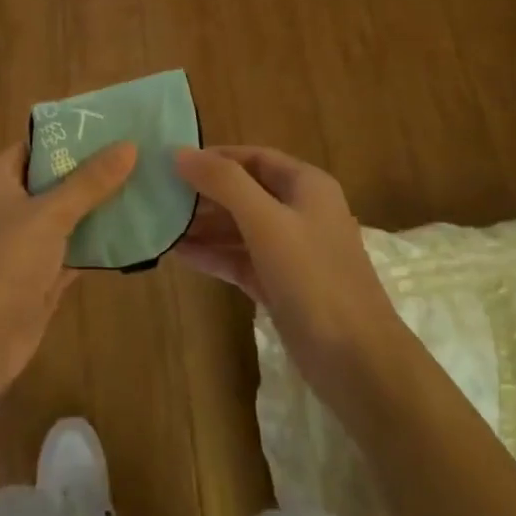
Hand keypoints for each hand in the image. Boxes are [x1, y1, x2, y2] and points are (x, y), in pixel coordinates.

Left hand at [0, 140, 137, 394]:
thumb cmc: (1, 263)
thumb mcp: (49, 215)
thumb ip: (90, 182)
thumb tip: (129, 145)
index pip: (37, 145)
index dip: (74, 136)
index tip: (117, 126)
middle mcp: (5, 206)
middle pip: (55, 180)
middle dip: (94, 173)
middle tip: (143, 156)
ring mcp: (20, 245)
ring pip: (66, 218)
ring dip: (99, 209)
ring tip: (147, 188)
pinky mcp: (36, 279)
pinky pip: (71, 251)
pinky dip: (96, 245)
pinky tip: (135, 234)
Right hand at [173, 146, 403, 401]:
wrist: (357, 361)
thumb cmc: (313, 278)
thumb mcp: (267, 222)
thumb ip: (224, 183)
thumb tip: (180, 153)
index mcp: (306, 185)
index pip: (254, 157)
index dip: (215, 157)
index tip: (172, 161)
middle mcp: (300, 211)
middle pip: (244, 191)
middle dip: (204, 193)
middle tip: (158, 194)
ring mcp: (291, 251)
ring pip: (239, 227)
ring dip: (203, 225)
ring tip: (159, 223)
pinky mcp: (280, 285)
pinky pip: (239, 259)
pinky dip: (212, 254)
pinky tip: (178, 253)